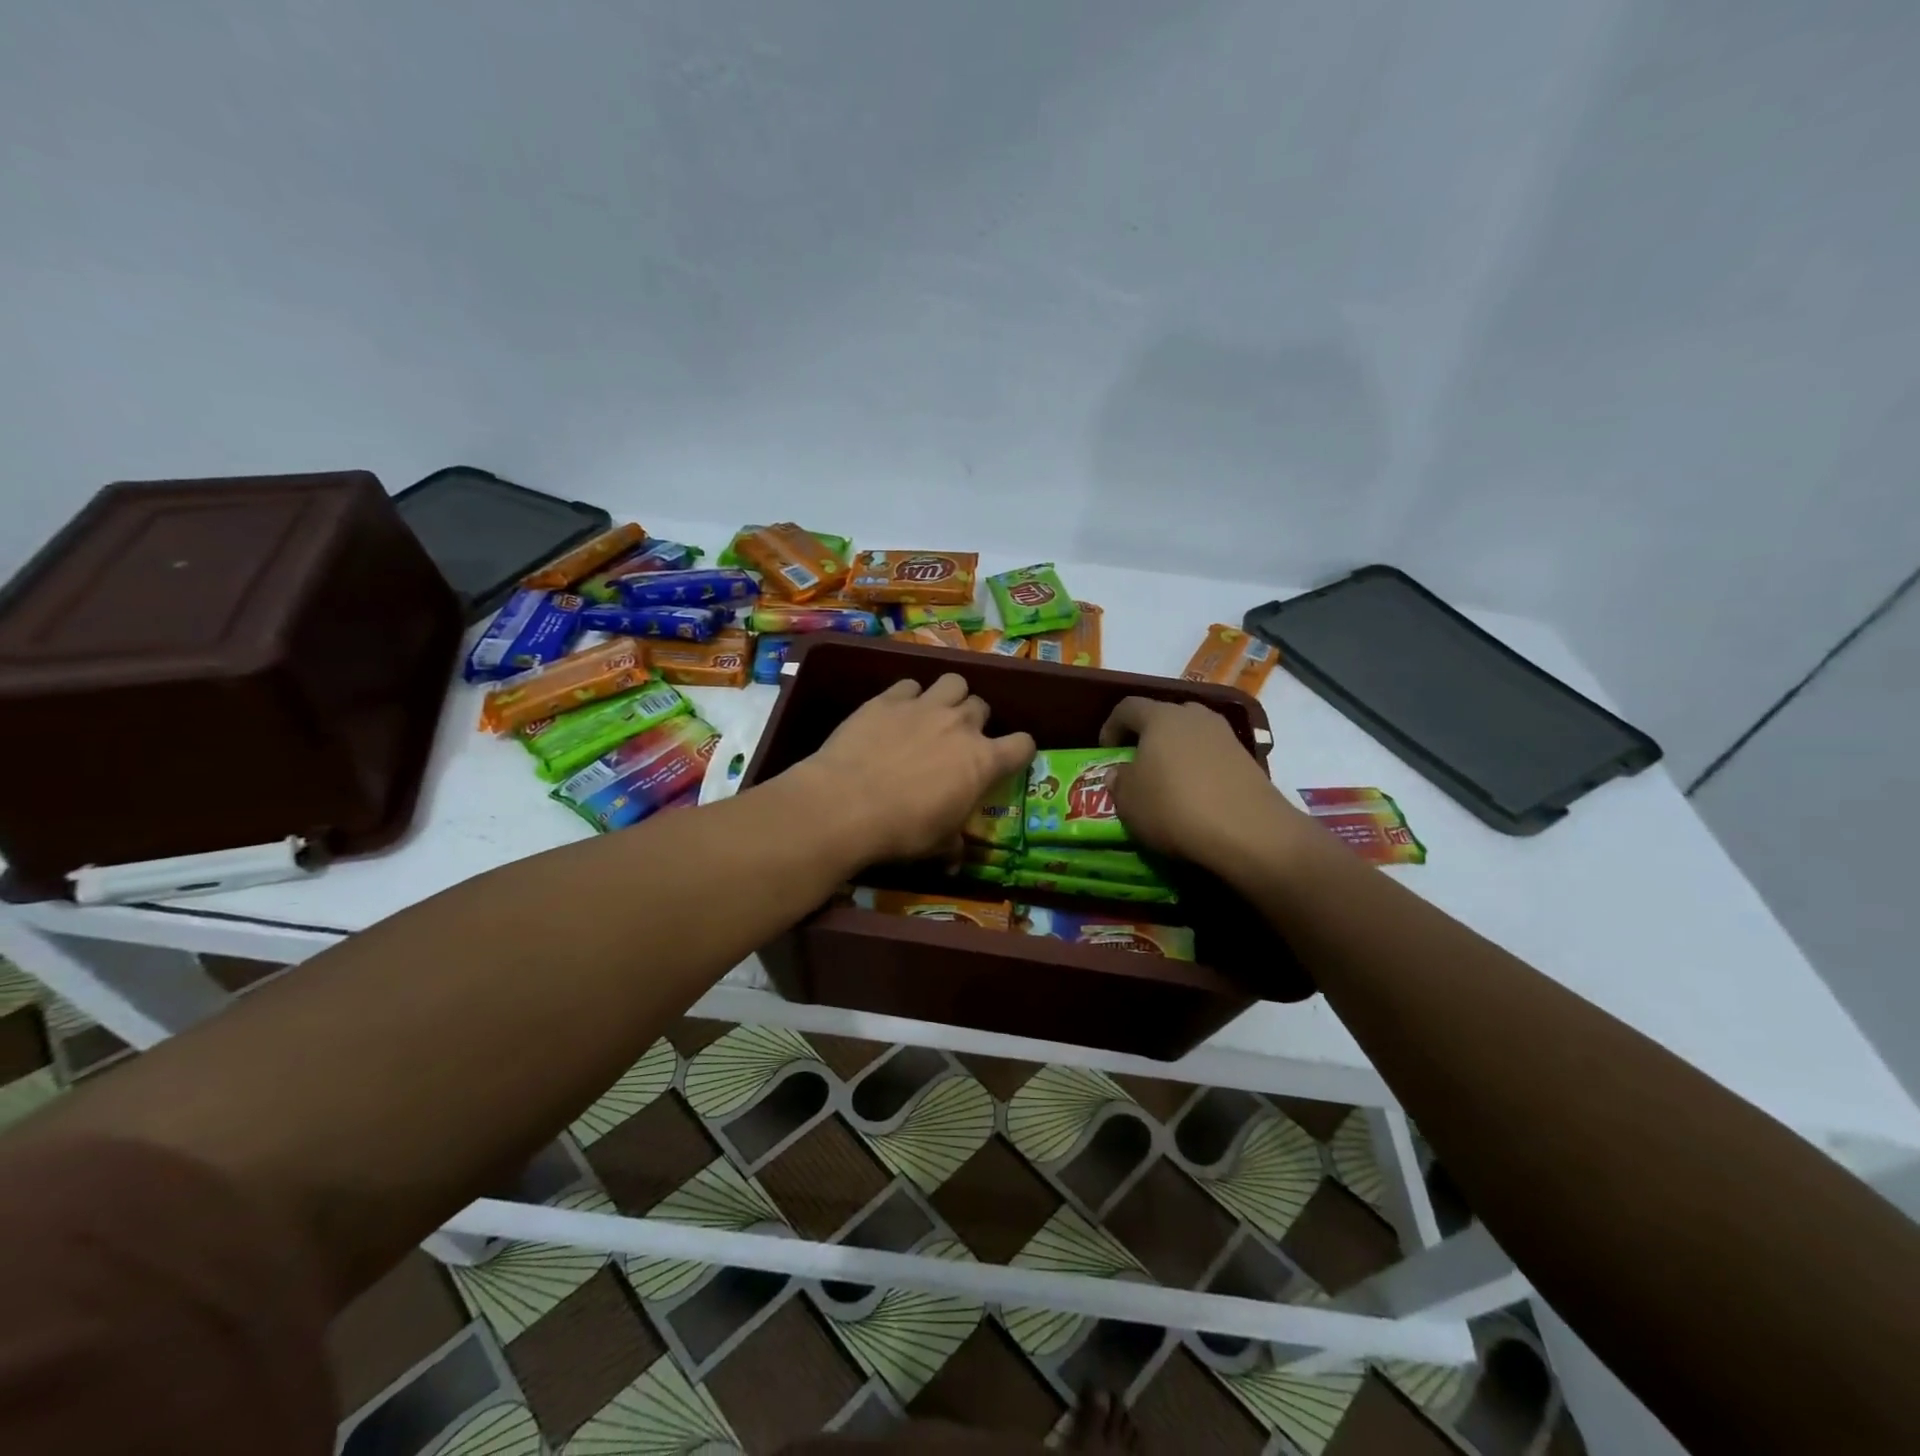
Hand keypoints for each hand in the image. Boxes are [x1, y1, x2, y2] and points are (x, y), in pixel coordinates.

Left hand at [790, 674, 1036, 866]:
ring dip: (949, 696)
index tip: (1008, 760)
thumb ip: (953, 845)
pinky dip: (908, 696)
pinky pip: (909, 685)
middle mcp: (960, 725)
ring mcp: (924, 706)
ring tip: (933, 714)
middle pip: (982, 706)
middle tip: (957, 741)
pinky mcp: (888, 699)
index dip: (1019, 751)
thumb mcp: (936, 845)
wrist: (846, 804)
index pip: (1023, 744)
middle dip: (975, 721)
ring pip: (953, 682)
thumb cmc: (902, 830)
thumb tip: (956, 861)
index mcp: (983, 761)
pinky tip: (895, 713)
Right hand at [1099, 697, 1308, 876]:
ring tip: (1168, 783)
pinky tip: (1196, 798)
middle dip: (1148, 737)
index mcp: (1160, 717)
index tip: (1106, 751)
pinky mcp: (1248, 760)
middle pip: (1164, 716)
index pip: (1127, 707)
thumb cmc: (1174, 808)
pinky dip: (1200, 771)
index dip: (1111, 726)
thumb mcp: (1128, 802)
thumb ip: (1119, 782)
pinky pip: (1213, 757)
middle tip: (1138, 764)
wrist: (1249, 833)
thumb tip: (1121, 773)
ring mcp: (1226, 736)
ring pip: (1192, 736)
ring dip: (1177, 754)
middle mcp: (1195, 716)